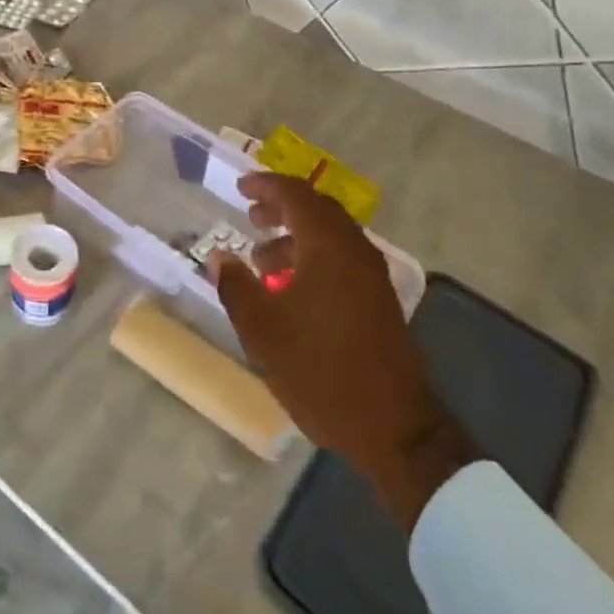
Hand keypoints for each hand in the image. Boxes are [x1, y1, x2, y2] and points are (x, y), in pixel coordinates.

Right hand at [208, 173, 474, 531]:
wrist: (393, 428)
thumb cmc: (320, 371)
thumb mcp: (263, 331)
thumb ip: (236, 287)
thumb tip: (220, 258)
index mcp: (328, 247)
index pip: (296, 195)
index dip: (266, 185)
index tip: (241, 187)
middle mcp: (355, 250)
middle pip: (317, 209)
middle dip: (282, 207)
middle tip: (252, 217)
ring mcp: (372, 276)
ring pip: (331, 235)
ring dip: (297, 235)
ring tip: (264, 261)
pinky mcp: (380, 300)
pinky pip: (342, 258)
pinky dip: (314, 256)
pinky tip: (293, 289)